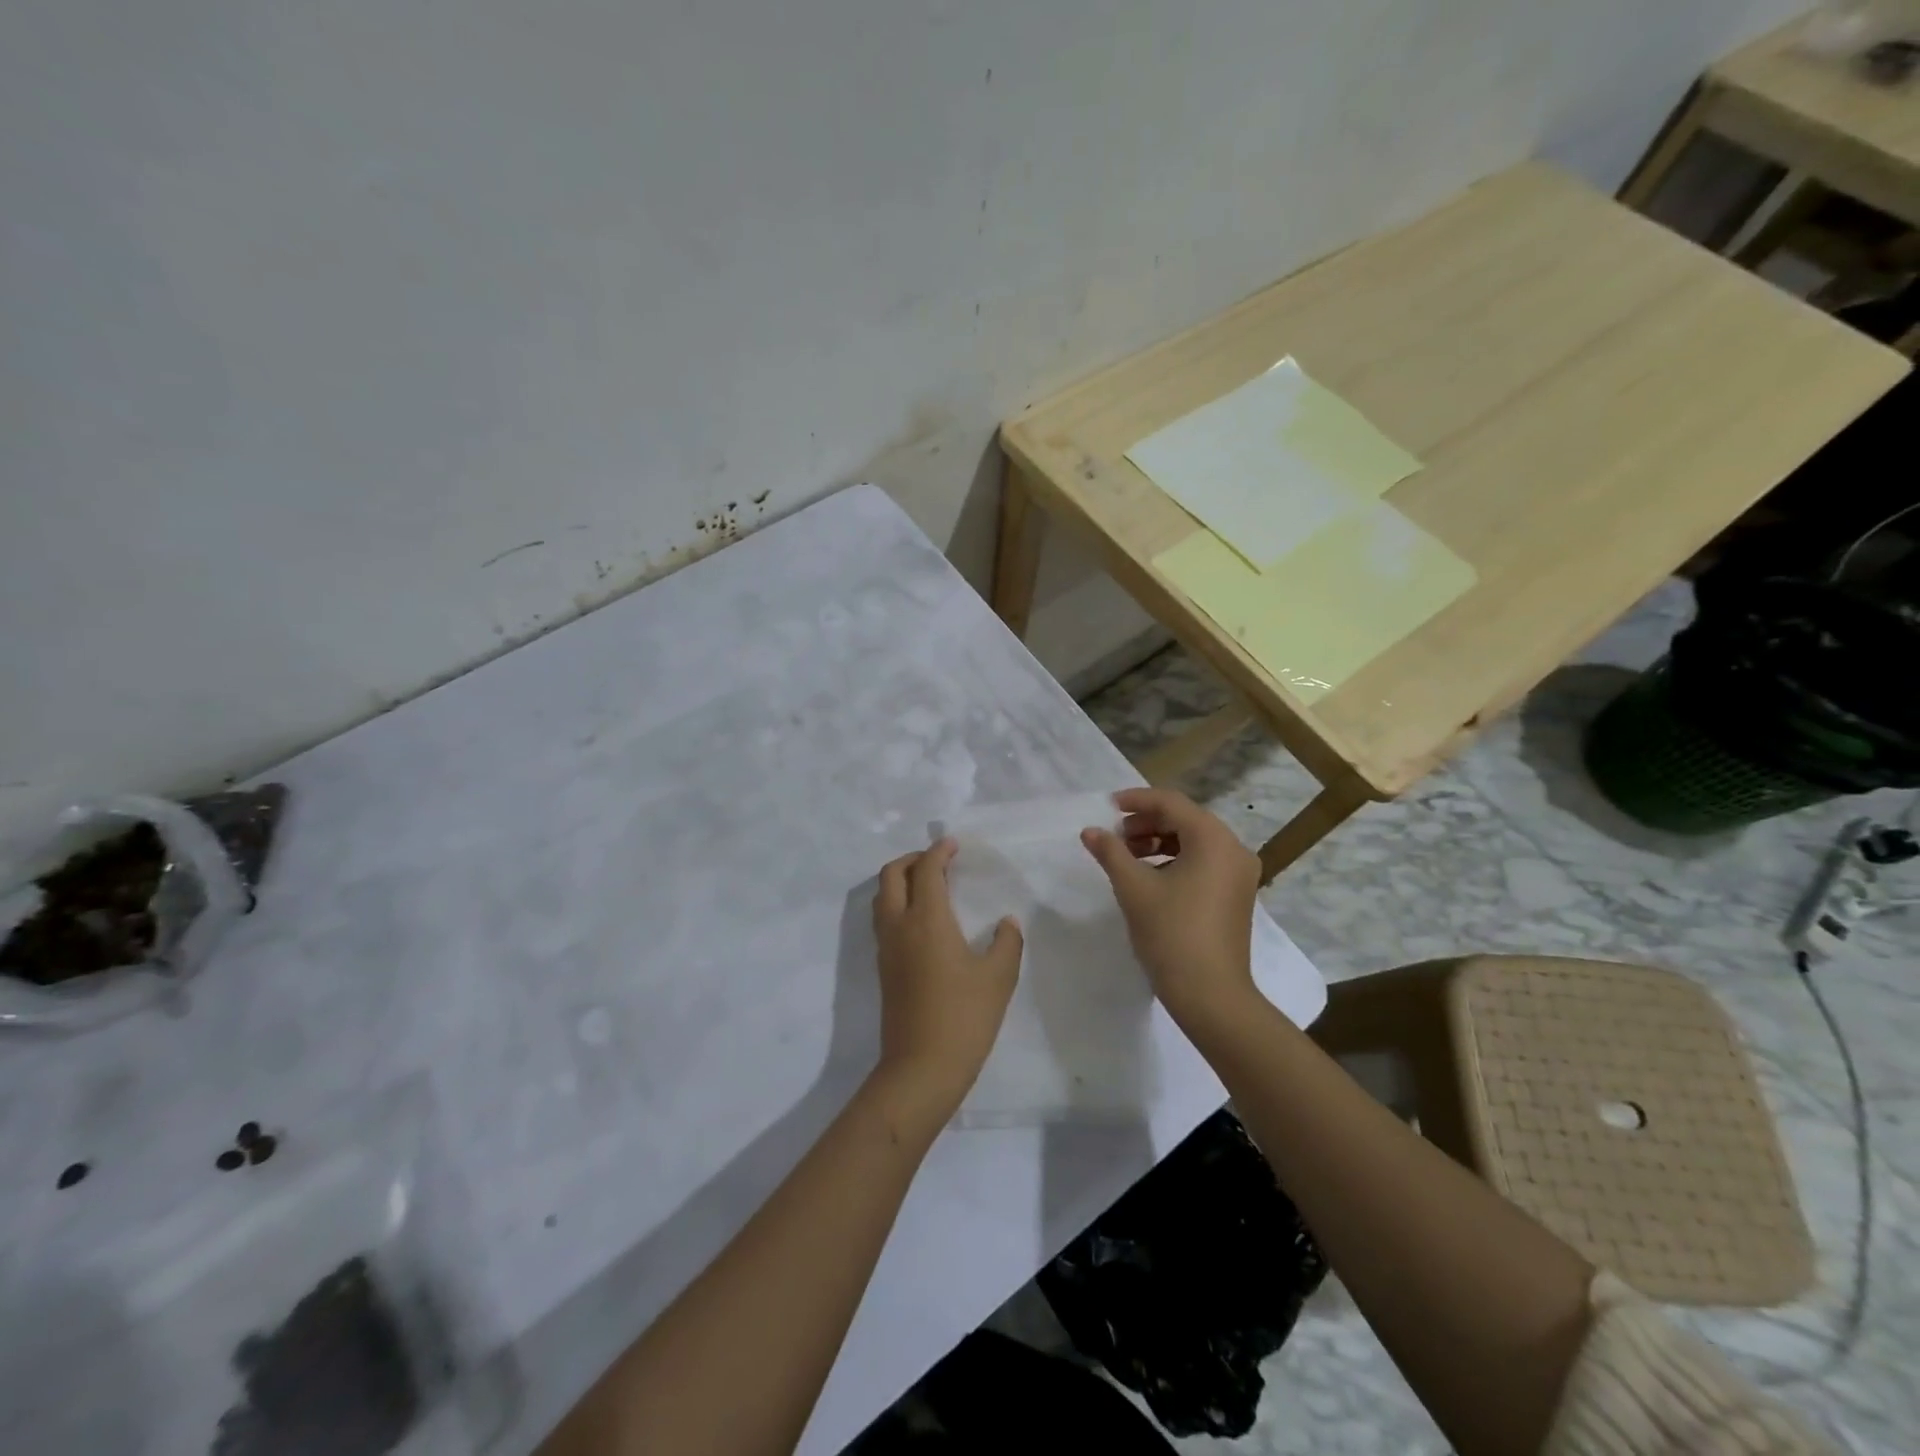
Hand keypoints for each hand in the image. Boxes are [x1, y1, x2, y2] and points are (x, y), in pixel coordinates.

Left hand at [870, 839, 1022, 1124]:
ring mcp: (886, 948)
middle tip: (938, 861)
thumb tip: (1006, 923)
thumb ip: (1006, 943)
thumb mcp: (998, 978)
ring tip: (930, 886)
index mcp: (926, 919)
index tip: (953, 845)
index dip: (938, 852)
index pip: (926, 870)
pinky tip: (923, 920)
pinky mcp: (883, 968)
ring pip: (882, 897)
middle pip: (891, 875)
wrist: (920, 1068)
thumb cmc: (964, 1017)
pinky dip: (898, 903)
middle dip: (912, 859)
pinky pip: (883, 920)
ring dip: (901, 880)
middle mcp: (899, 925)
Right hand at [1080, 788, 1261, 1029]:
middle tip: (1114, 836)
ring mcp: (1239, 874)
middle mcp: (1233, 849)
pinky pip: (1203, 862)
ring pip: (1194, 841)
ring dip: (1158, 841)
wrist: (1211, 996)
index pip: (1171, 803)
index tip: (1107, 806)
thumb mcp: (1134, 888)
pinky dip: (1175, 860)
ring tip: (1126, 856)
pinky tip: (1149, 876)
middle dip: (1146, 822)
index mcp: (1213, 839)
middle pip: (1185, 819)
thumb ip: (1111, 852)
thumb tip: (1091, 831)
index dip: (1137, 800)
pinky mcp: (1236, 895)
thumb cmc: (1171, 934)